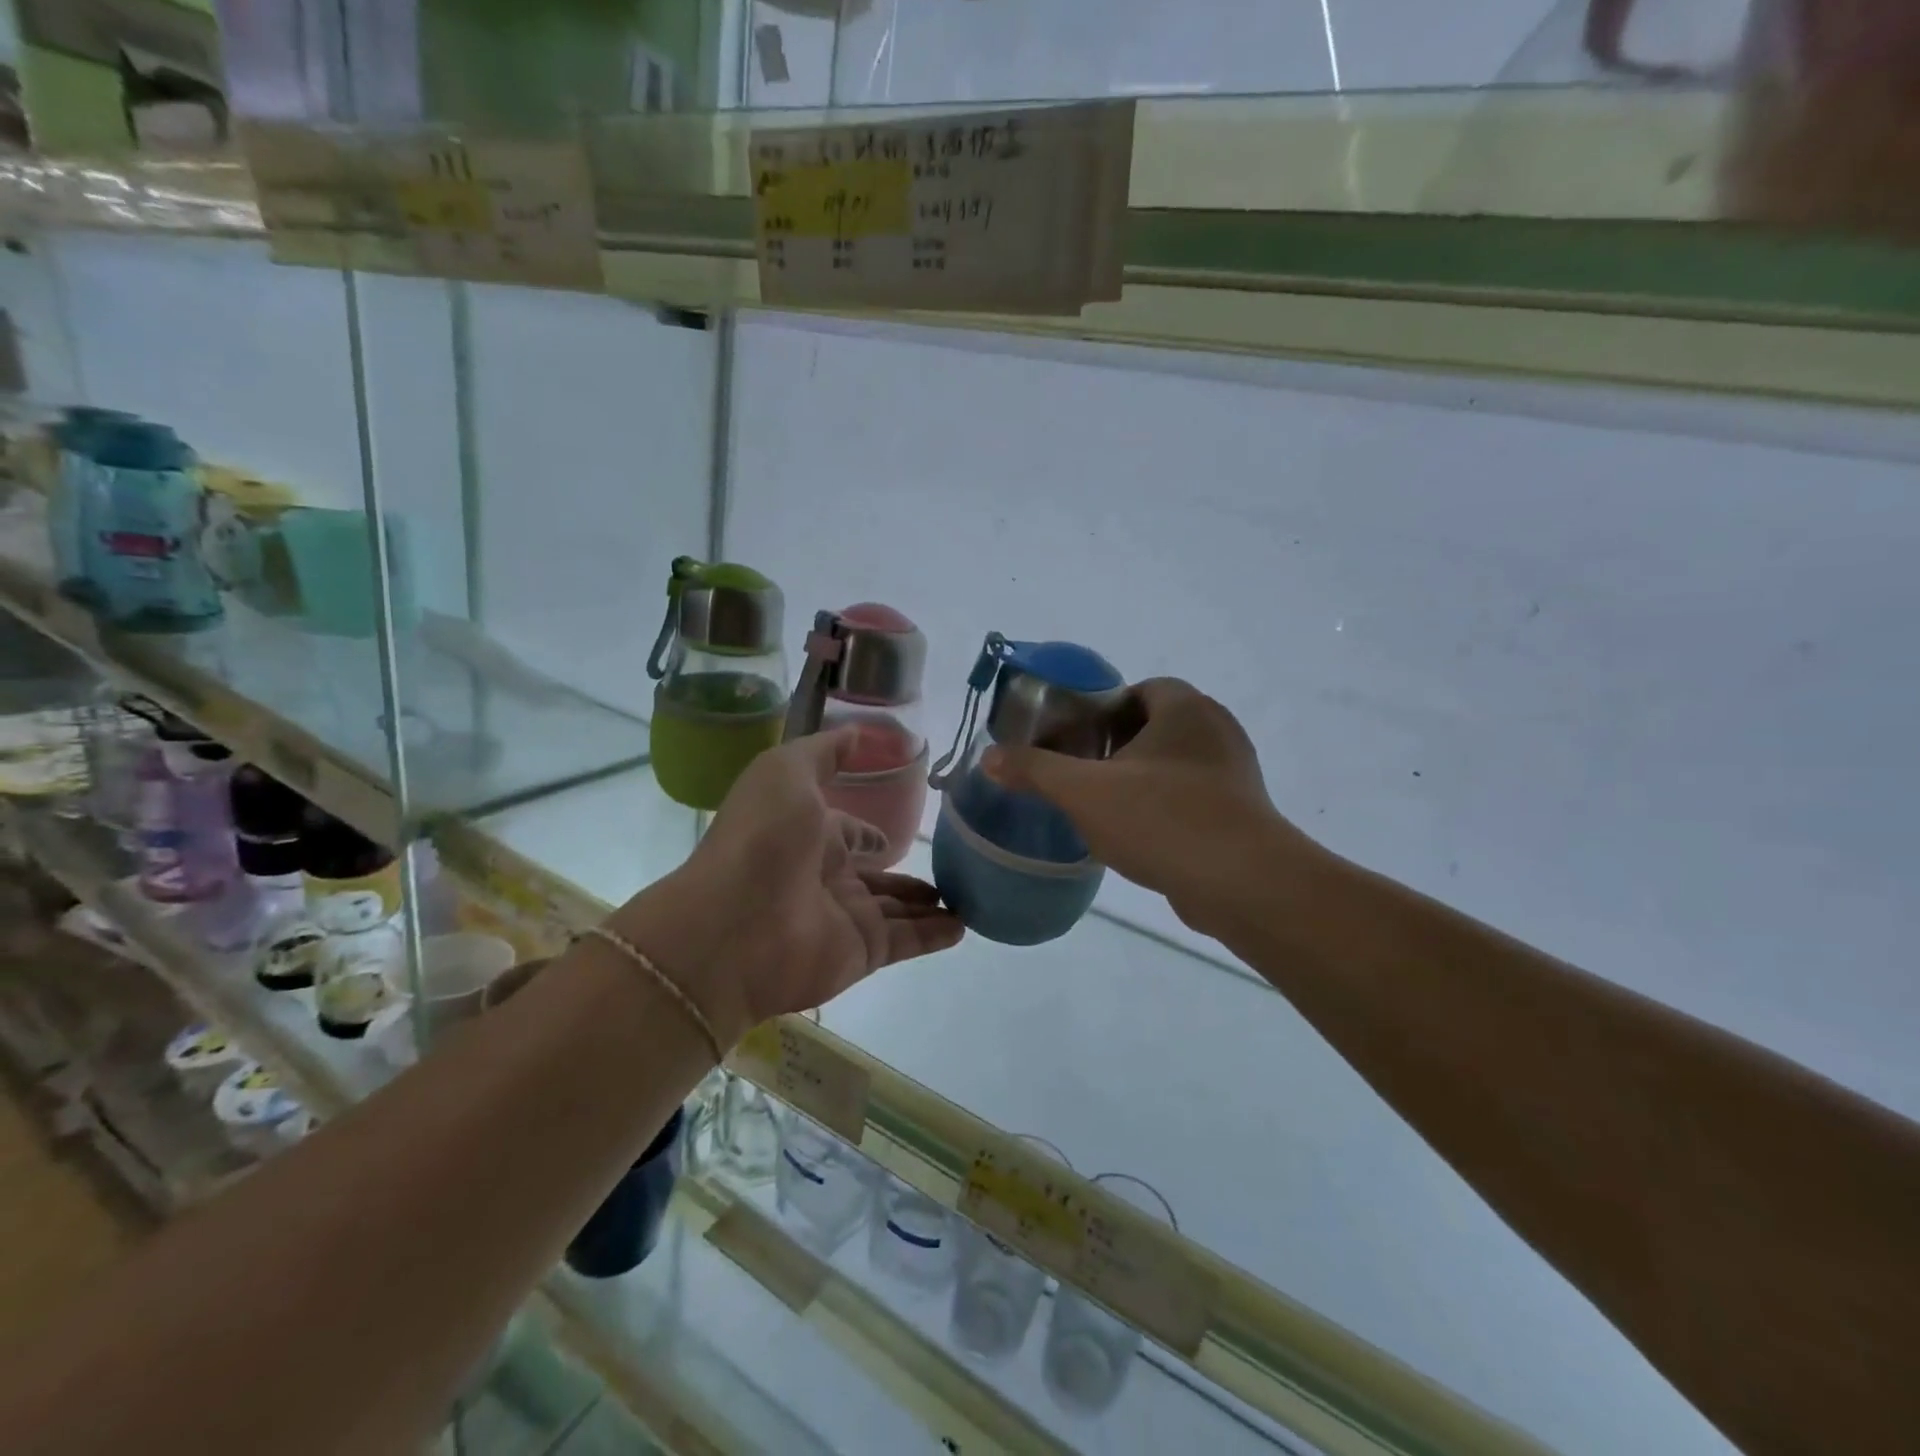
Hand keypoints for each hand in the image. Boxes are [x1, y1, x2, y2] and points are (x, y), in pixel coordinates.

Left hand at [620, 729, 961, 1045]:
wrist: (734, 924)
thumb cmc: (762, 838)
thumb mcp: (787, 771)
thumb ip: (825, 752)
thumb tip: (859, 732)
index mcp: (809, 836)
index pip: (848, 835)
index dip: (869, 834)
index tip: (899, 831)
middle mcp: (827, 878)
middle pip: (876, 877)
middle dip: (907, 874)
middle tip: (952, 866)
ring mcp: (845, 917)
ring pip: (897, 909)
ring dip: (929, 903)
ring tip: (970, 894)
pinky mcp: (863, 952)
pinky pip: (909, 941)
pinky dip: (936, 935)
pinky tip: (965, 925)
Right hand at [983, 678, 1316, 934]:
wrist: (1242, 883)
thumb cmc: (1162, 818)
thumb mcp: (1084, 792)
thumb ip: (1034, 769)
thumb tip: (988, 756)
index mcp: (1185, 708)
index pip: (1140, 689)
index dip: (1104, 710)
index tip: (1077, 739)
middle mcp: (1216, 730)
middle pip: (1156, 725)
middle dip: (1118, 746)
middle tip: (1084, 773)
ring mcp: (1235, 772)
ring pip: (1175, 763)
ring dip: (1141, 779)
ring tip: (1105, 807)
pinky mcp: (1242, 812)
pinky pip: (1193, 796)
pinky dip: (1165, 807)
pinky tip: (1140, 836)